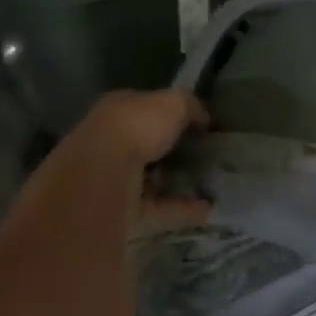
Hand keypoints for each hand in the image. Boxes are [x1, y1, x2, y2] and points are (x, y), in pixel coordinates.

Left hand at [73, 89, 211, 233]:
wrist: (103, 178)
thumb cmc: (135, 128)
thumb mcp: (172, 103)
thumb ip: (190, 106)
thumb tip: (204, 118)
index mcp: (117, 110)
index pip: (146, 107)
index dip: (172, 113)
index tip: (200, 123)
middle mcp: (111, 143)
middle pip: (147, 146)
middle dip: (174, 150)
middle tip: (208, 154)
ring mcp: (115, 180)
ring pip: (152, 179)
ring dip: (179, 182)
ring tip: (213, 183)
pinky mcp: (123, 211)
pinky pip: (159, 208)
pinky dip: (183, 209)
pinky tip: (209, 208)